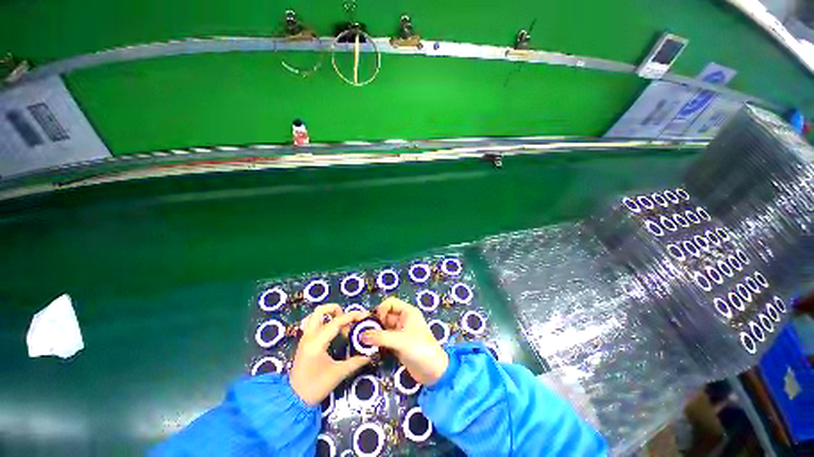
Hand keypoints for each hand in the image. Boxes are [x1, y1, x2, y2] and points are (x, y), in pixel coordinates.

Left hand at [289, 304, 369, 405]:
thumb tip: (370, 354)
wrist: (293, 401)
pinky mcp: (304, 342)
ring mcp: (305, 338)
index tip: (364, 315)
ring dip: (330, 315)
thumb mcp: (338, 374)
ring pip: (316, 316)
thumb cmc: (315, 387)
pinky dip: (326, 322)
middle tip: (348, 319)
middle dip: (336, 309)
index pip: (336, 322)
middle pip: (320, 311)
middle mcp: (309, 336)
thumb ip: (355, 362)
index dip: (352, 316)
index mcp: (316, 343)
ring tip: (343, 325)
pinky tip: (335, 333)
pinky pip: (315, 324)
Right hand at [362, 297, 448, 385]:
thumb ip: (380, 337)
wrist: (433, 372)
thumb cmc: (420, 349)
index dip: (381, 309)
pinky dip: (378, 342)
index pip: (390, 303)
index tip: (375, 322)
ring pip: (384, 328)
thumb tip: (361, 335)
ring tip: (365, 341)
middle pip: (385, 315)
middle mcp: (404, 319)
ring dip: (375, 333)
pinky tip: (370, 348)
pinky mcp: (398, 344)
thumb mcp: (400, 341)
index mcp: (408, 312)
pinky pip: (384, 338)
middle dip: (375, 322)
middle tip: (364, 333)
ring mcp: (400, 332)